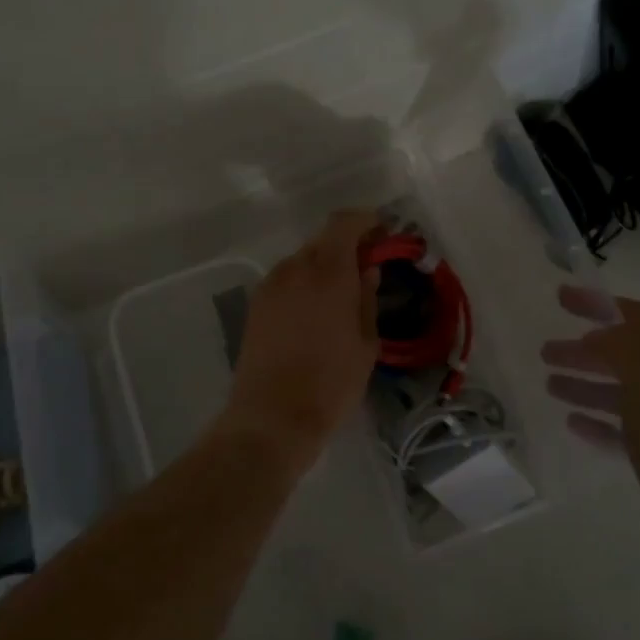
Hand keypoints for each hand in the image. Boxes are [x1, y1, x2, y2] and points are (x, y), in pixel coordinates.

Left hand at [218, 210, 381, 471]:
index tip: (382, 234)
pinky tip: (316, 310)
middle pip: (323, 239)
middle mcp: (295, 268)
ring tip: (343, 294)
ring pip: (303, 259)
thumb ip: (367, 298)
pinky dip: (305, 282)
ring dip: (324, 264)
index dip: (365, 221)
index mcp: (328, 272)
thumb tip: (367, 270)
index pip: (344, 223)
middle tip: (367, 266)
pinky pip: (287, 279)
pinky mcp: (256, 304)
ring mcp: (270, 285)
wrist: (271, 418)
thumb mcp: (365, 343)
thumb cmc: (330, 383)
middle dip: (347, 245)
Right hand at [542, 286, 639, 595]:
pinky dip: (600, 421)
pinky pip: (626, 429)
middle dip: (585, 350)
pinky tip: (574, 424)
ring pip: (623, 393)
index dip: (598, 305)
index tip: (559, 298)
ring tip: (551, 386)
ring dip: (587, 384)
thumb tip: (599, 331)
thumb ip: (625, 355)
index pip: (636, 320)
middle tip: (545, 352)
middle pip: (626, 356)